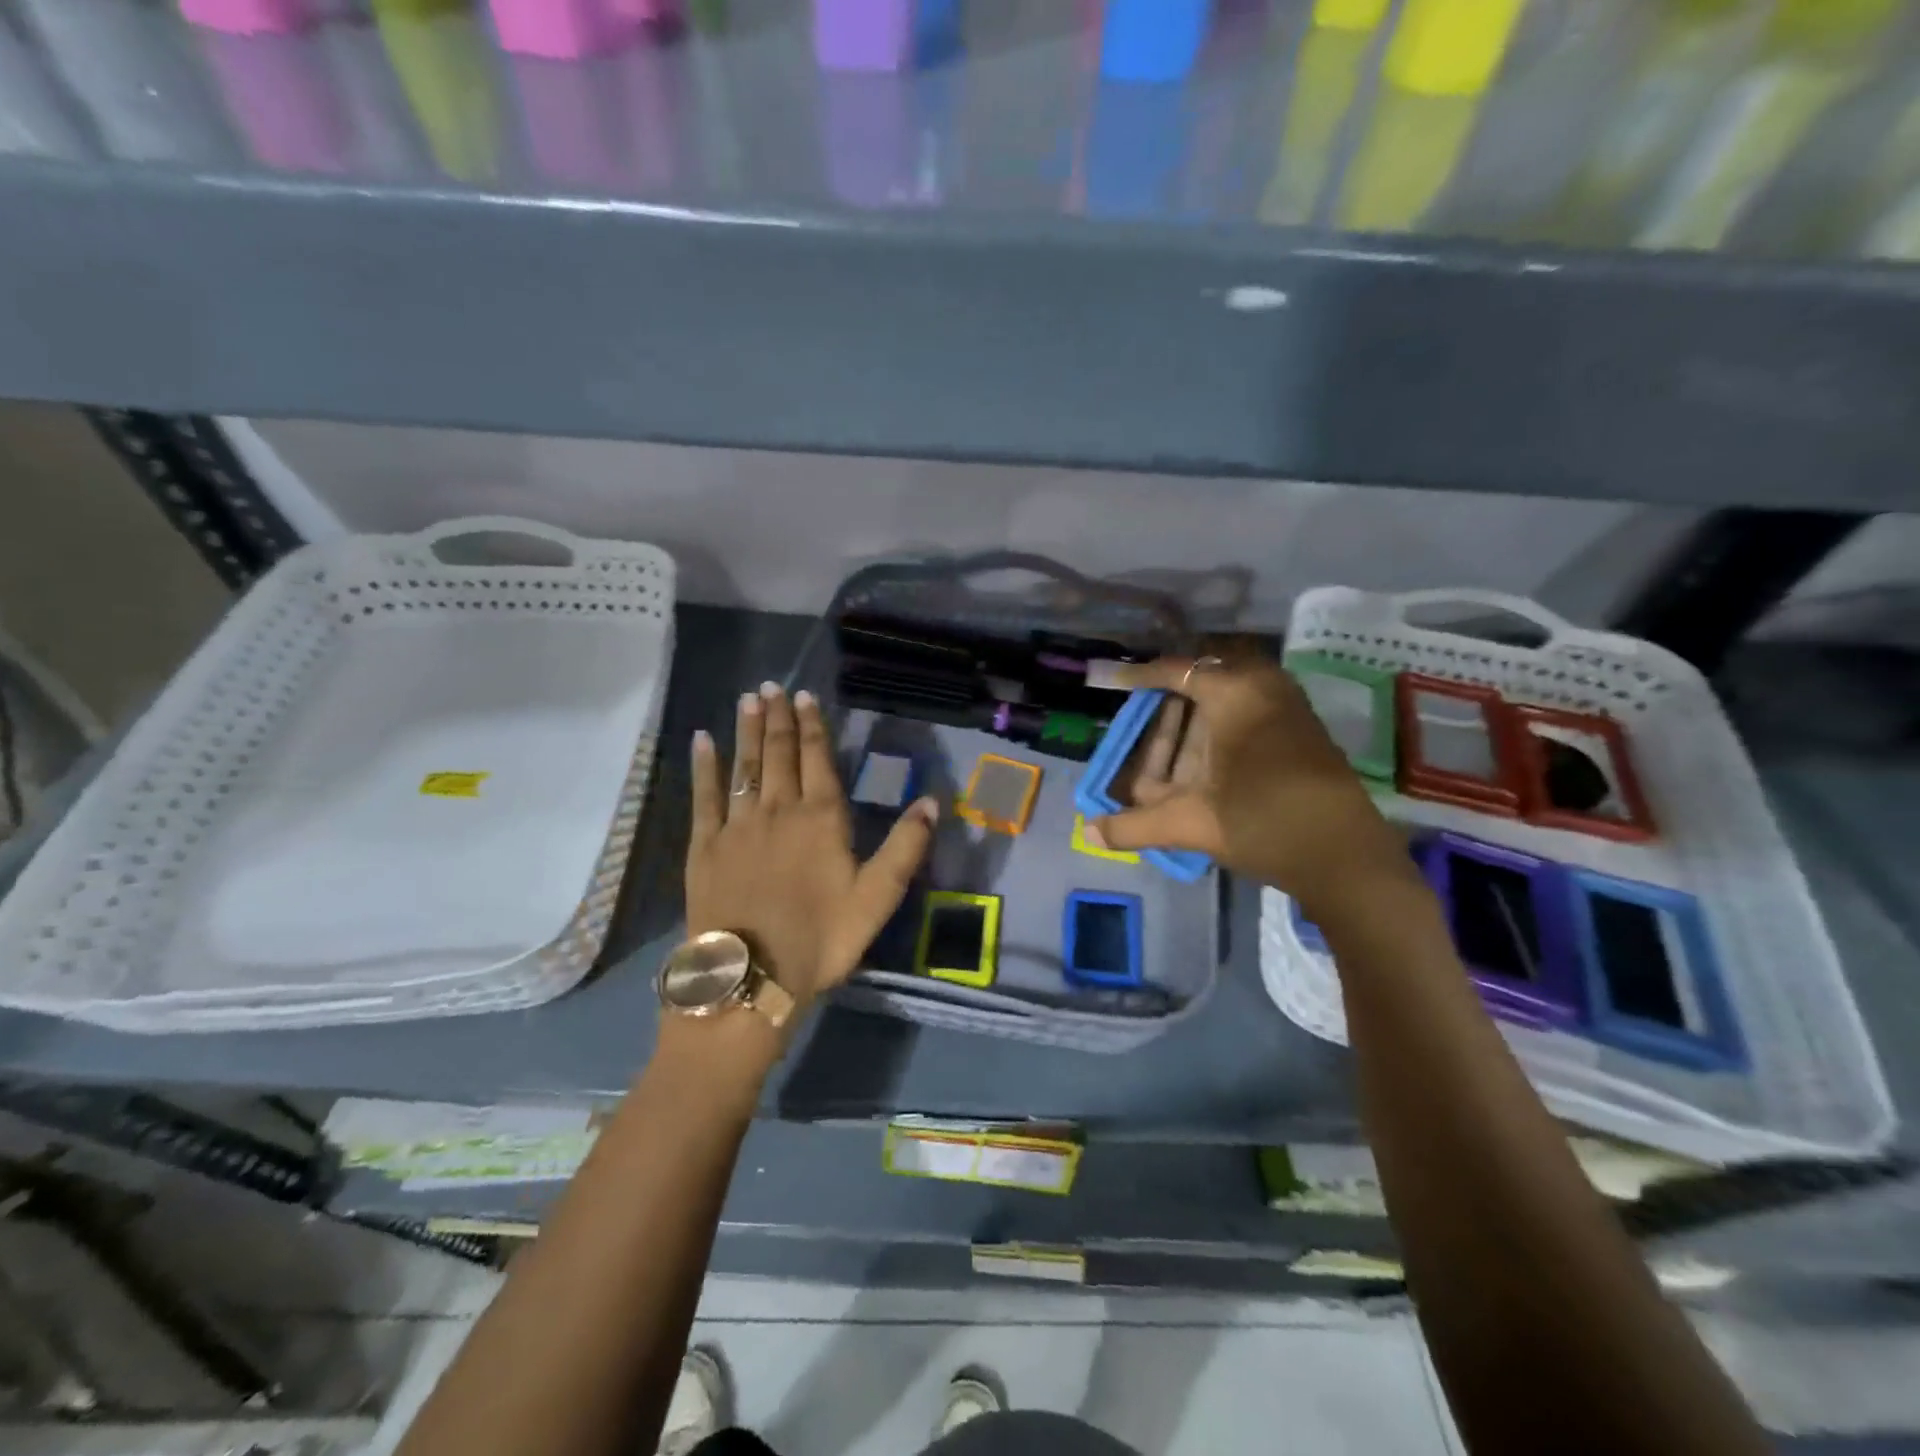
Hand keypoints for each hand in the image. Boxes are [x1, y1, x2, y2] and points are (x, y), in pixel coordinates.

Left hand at [685, 682, 936, 1015]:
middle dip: (777, 718)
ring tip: (747, 700)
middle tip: (771, 686)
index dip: (813, 726)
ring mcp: (738, 825)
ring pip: (744, 766)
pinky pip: (704, 796)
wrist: (751, 978)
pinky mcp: (705, 846)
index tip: (805, 697)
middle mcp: (779, 810)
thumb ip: (905, 847)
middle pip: (778, 754)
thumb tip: (931, 802)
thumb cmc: (820, 939)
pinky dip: (704, 766)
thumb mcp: (877, 898)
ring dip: (746, 731)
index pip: (818, 759)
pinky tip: (702, 741)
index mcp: (822, 819)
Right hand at [1090, 655, 1411, 914]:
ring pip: (1229, 696)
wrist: (1347, 858)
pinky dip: (1220, 728)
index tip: (1113, 681)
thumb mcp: (1192, 823)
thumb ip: (1135, 825)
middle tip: (1143, 711)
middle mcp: (1264, 689)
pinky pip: (1250, 712)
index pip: (1177, 671)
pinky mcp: (1302, 733)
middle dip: (1171, 694)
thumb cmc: (1264, 823)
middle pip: (1205, 678)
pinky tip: (1202, 762)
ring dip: (1196, 717)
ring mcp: (1289, 709)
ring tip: (1168, 743)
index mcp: (1236, 694)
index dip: (1140, 676)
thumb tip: (1088, 832)